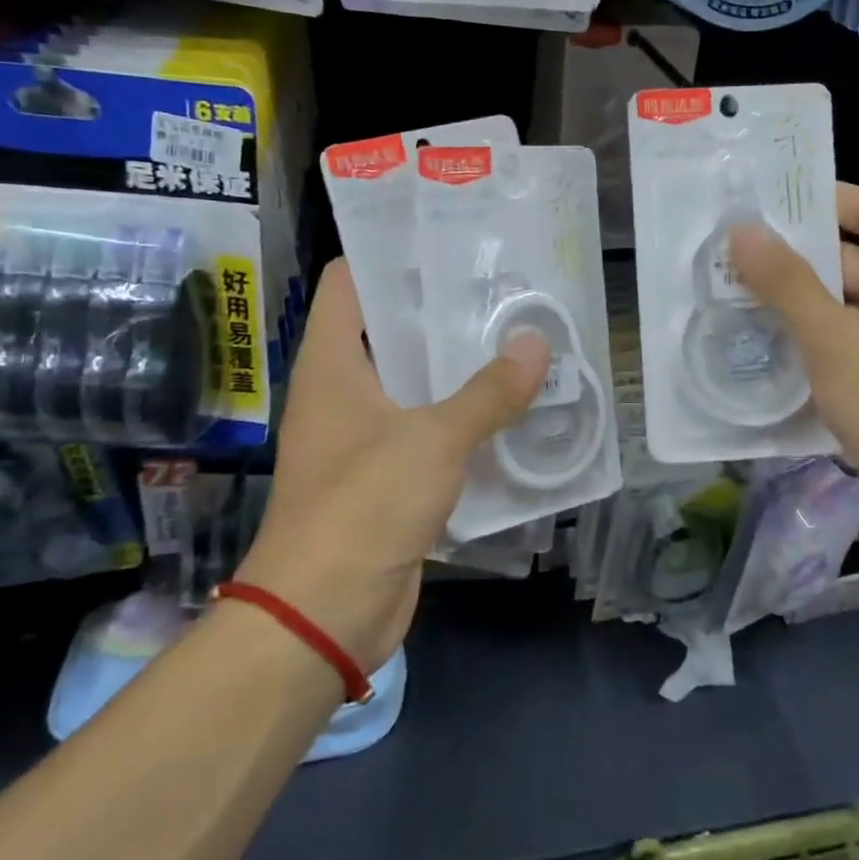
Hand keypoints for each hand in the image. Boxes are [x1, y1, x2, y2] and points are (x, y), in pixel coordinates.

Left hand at [235, 260, 550, 673]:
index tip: (446, 243)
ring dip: (458, 368)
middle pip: (389, 331)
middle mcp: (342, 393)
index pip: (348, 284)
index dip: (389, 256)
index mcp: (332, 365)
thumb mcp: (432, 441)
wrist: (322, 616)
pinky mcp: (387, 478)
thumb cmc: (362, 508)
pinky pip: (429, 432)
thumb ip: (487, 393)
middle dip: (442, 312)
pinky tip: (510, 408)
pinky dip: (463, 419)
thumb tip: (537, 344)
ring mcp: (363, 437)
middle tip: (501, 290)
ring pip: (415, 384)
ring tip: (516, 339)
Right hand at [729, 184, 858, 549]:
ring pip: (844, 306)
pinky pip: (845, 345)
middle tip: (730, 252)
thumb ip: (786, 282)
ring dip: (795, 302)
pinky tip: (761, 345)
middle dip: (795, 256)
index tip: (766, 202)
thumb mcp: (834, 339)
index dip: (824, 198)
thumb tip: (742, 229)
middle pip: (854, 258)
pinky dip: (809, 341)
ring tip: (732, 294)